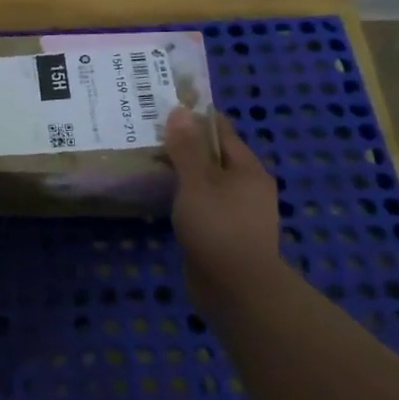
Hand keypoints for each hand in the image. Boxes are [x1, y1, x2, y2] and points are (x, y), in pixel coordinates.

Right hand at [163, 106, 281, 312]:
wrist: (238, 291)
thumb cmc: (219, 228)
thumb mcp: (198, 182)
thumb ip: (187, 148)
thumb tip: (180, 111)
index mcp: (248, 170)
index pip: (221, 131)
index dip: (195, 118)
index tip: (165, 108)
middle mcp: (248, 188)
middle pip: (214, 156)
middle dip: (185, 145)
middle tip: (150, 135)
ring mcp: (237, 213)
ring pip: (206, 182)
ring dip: (183, 173)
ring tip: (150, 163)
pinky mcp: (224, 235)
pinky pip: (202, 205)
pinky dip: (184, 197)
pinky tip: (163, 198)